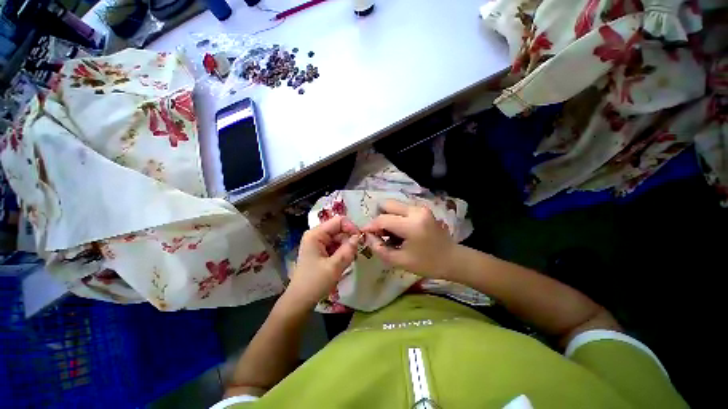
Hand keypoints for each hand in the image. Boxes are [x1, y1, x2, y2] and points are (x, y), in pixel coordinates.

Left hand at [283, 215, 360, 309]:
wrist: (300, 300)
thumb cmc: (315, 283)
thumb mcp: (334, 266)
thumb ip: (348, 250)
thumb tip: (359, 237)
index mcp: (316, 234)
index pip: (339, 221)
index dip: (351, 228)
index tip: (360, 240)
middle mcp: (317, 234)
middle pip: (339, 229)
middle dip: (349, 239)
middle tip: (356, 253)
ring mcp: (319, 242)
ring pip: (339, 238)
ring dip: (347, 247)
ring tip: (350, 259)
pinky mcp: (321, 250)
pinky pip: (336, 245)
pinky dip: (343, 251)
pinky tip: (344, 262)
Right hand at [362, 200, 456, 279]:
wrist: (452, 259)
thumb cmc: (427, 264)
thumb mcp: (400, 261)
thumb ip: (380, 249)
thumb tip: (368, 236)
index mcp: (411, 225)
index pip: (383, 219)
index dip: (371, 226)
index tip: (364, 233)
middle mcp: (416, 211)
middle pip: (387, 204)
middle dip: (379, 217)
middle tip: (380, 233)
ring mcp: (420, 208)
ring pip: (394, 205)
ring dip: (388, 216)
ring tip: (391, 233)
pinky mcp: (422, 209)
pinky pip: (402, 208)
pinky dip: (396, 216)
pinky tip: (400, 230)